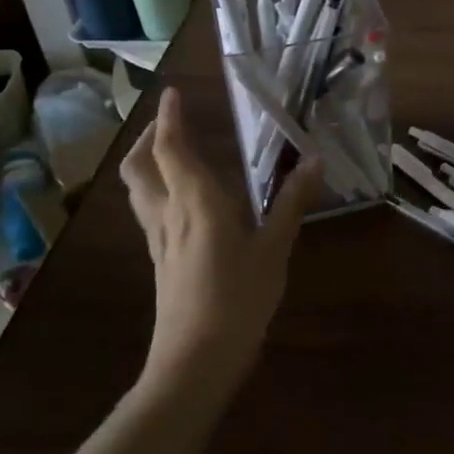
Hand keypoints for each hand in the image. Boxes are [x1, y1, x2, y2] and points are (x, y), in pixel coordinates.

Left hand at [120, 86, 319, 390]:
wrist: (195, 360)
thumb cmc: (238, 298)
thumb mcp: (274, 248)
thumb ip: (292, 202)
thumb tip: (315, 159)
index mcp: (195, 201)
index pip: (171, 148)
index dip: (168, 118)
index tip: (172, 93)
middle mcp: (168, 213)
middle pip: (139, 166)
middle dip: (148, 138)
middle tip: (170, 124)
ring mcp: (158, 239)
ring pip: (138, 189)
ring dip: (148, 163)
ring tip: (173, 154)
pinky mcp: (160, 261)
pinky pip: (150, 211)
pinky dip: (158, 190)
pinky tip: (186, 202)